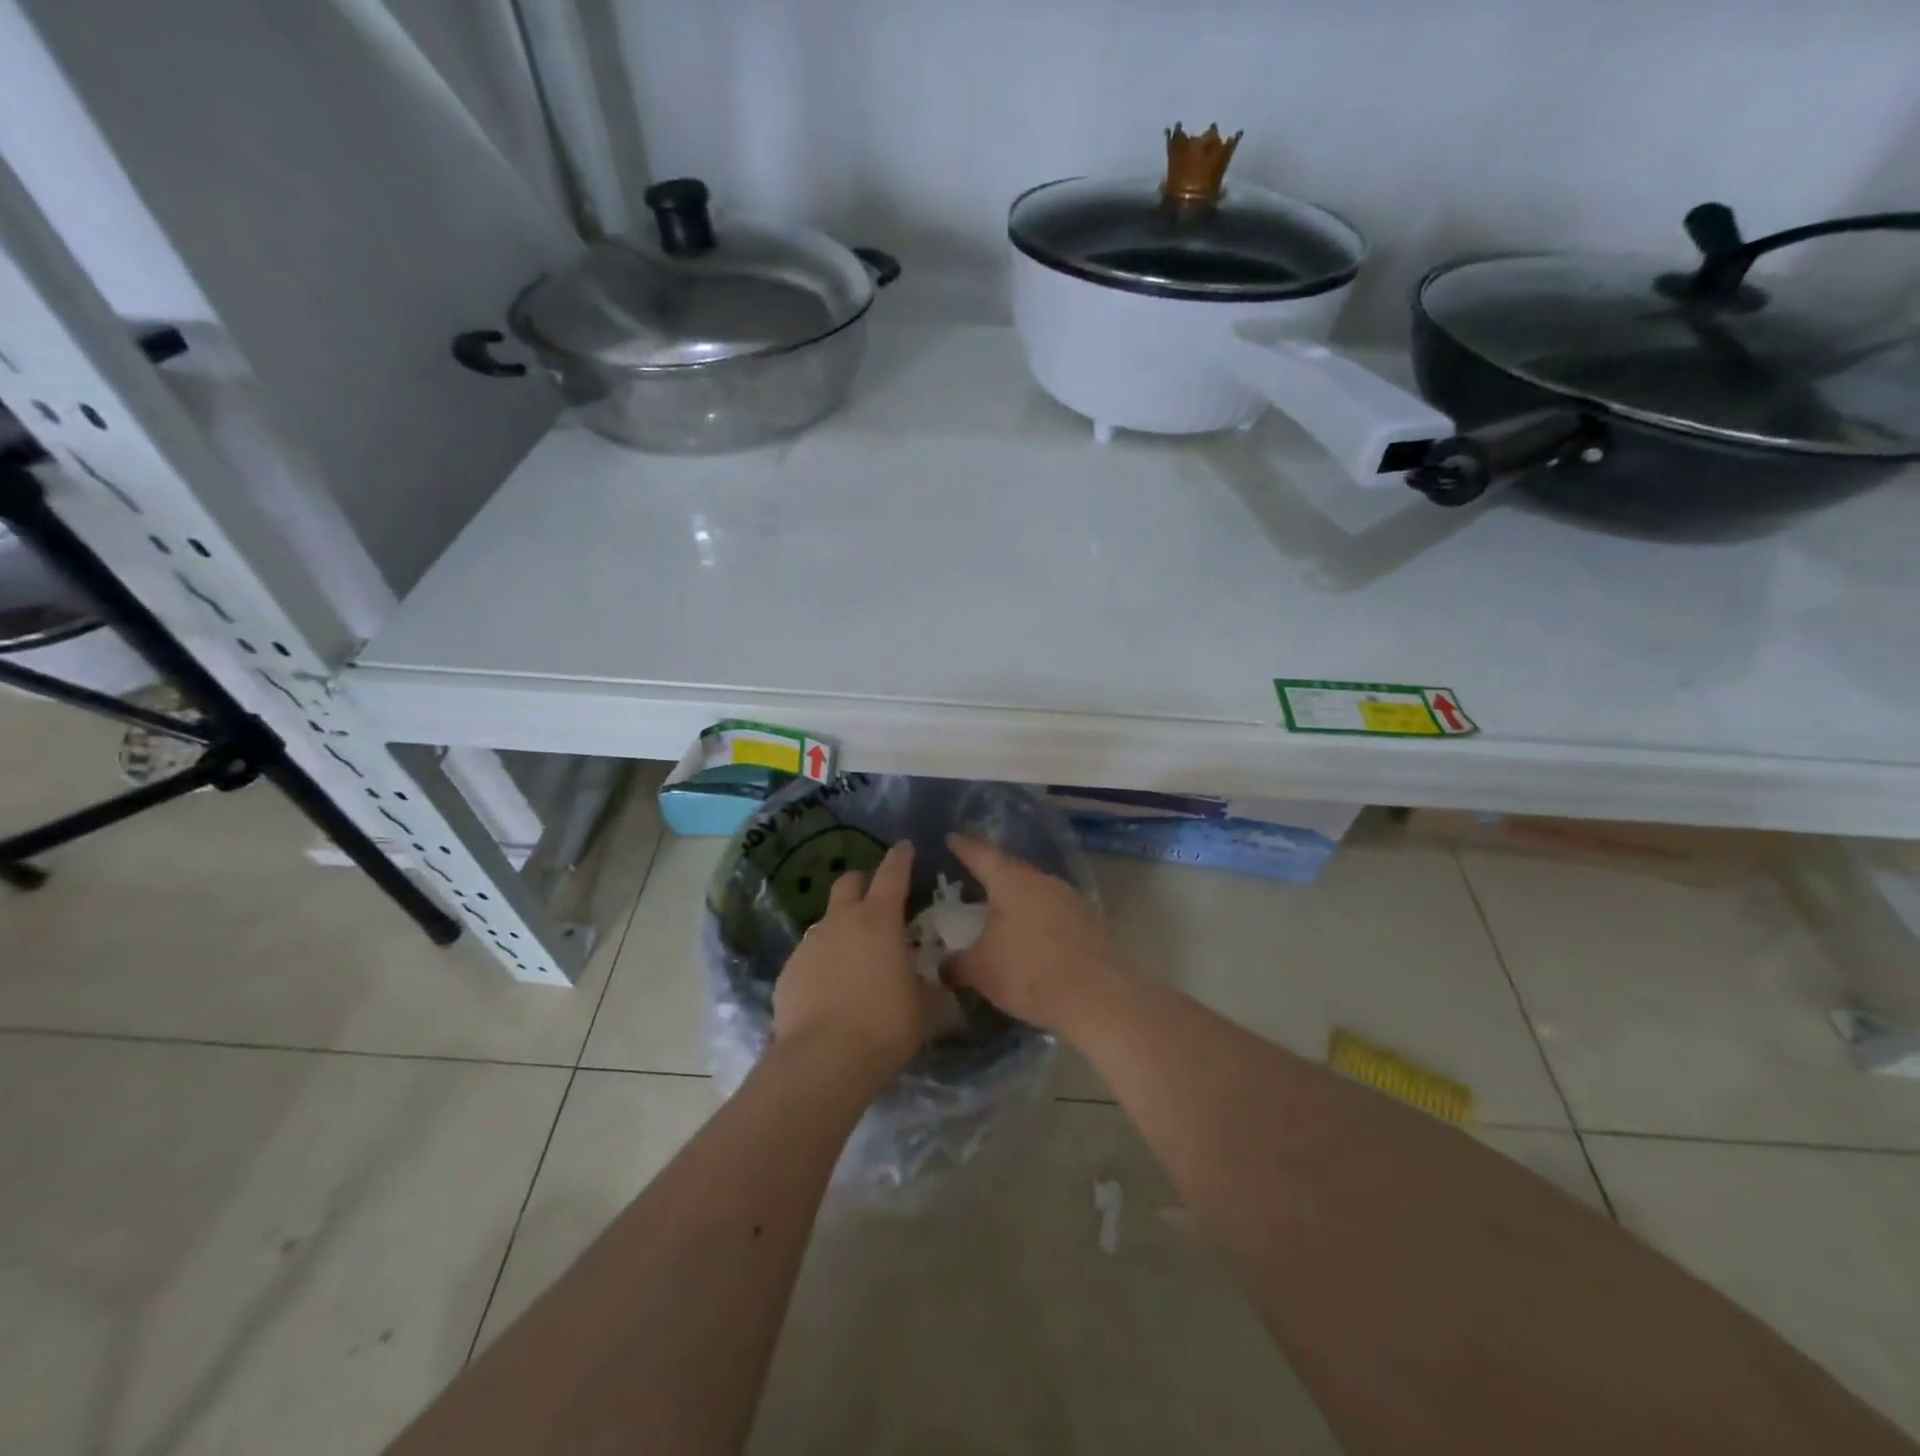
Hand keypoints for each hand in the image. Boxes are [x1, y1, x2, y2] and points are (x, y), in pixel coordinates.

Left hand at [773, 840, 935, 1087]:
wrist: (823, 1060)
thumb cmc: (885, 1025)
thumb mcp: (926, 1009)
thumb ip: (934, 989)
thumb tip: (939, 985)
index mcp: (880, 920)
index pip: (892, 873)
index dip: (900, 857)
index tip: (905, 847)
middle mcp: (841, 921)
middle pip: (849, 882)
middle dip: (863, 883)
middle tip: (877, 901)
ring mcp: (810, 944)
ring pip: (827, 920)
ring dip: (842, 927)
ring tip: (855, 958)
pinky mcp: (788, 971)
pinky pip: (810, 955)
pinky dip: (823, 962)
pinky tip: (830, 990)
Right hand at [945, 834, 1118, 1034]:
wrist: (1098, 997)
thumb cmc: (1029, 973)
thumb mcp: (980, 971)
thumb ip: (956, 964)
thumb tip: (941, 966)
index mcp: (1011, 881)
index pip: (981, 854)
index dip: (964, 847)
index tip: (952, 838)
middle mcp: (1042, 879)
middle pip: (1011, 870)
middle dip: (992, 874)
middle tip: (973, 879)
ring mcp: (1070, 898)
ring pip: (1035, 890)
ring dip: (1018, 898)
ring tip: (1001, 911)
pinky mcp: (1089, 920)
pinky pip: (1054, 910)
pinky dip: (1038, 918)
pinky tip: (1032, 936)